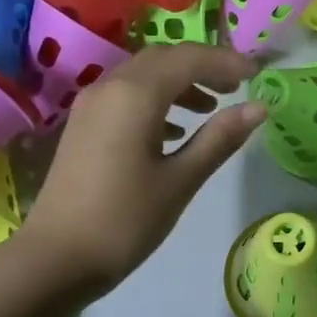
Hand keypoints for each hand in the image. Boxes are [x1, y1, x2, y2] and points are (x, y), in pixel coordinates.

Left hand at [18, 44, 265, 290]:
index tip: (257, 74)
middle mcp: (110, 87)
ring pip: (142, 75)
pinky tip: (174, 130)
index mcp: (136, 95)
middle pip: (163, 58)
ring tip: (211, 107)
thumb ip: (219, 139)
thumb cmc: (126, 221)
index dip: (226, 61)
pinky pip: (126, 95)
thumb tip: (258, 108)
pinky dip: (156, 100)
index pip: (189, 59)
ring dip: (179, 82)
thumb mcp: (181, 180)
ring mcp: (91, 106)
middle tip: (236, 87)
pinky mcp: (84, 126)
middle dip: (203, 66)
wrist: (58, 257)